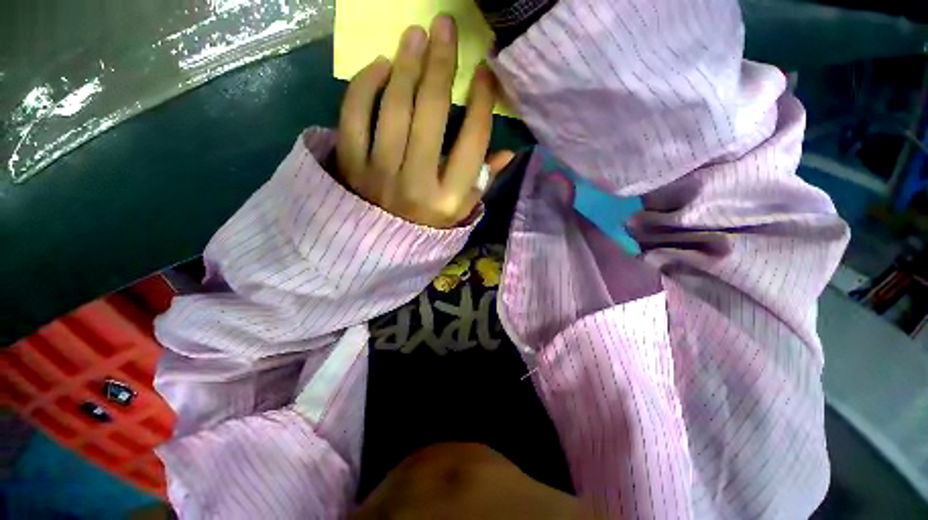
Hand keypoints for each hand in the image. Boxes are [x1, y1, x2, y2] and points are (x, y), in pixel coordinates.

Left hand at [336, 14, 512, 228]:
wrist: (378, 249)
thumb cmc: (427, 228)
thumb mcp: (461, 212)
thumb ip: (483, 181)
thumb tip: (508, 151)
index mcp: (449, 198)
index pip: (472, 141)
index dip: (482, 101)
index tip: (486, 72)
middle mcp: (417, 184)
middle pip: (431, 113)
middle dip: (441, 64)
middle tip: (444, 26)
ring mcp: (379, 173)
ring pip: (393, 107)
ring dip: (405, 64)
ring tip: (415, 35)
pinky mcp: (350, 165)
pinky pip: (354, 115)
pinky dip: (365, 85)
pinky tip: (380, 66)